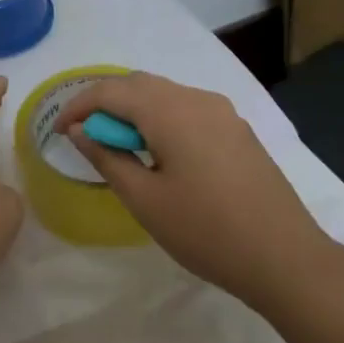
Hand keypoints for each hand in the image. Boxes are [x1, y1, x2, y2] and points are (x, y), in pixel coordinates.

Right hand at [53, 72, 332, 308]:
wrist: (286, 258)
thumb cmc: (206, 231)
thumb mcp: (144, 199)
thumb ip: (107, 156)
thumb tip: (80, 130)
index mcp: (170, 111)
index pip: (110, 91)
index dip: (78, 106)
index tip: (58, 132)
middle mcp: (196, 98)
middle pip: (138, 84)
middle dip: (104, 103)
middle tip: (84, 136)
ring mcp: (222, 111)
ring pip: (164, 94)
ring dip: (133, 110)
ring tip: (118, 146)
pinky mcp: (236, 129)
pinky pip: (186, 108)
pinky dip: (160, 118)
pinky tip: (157, 151)